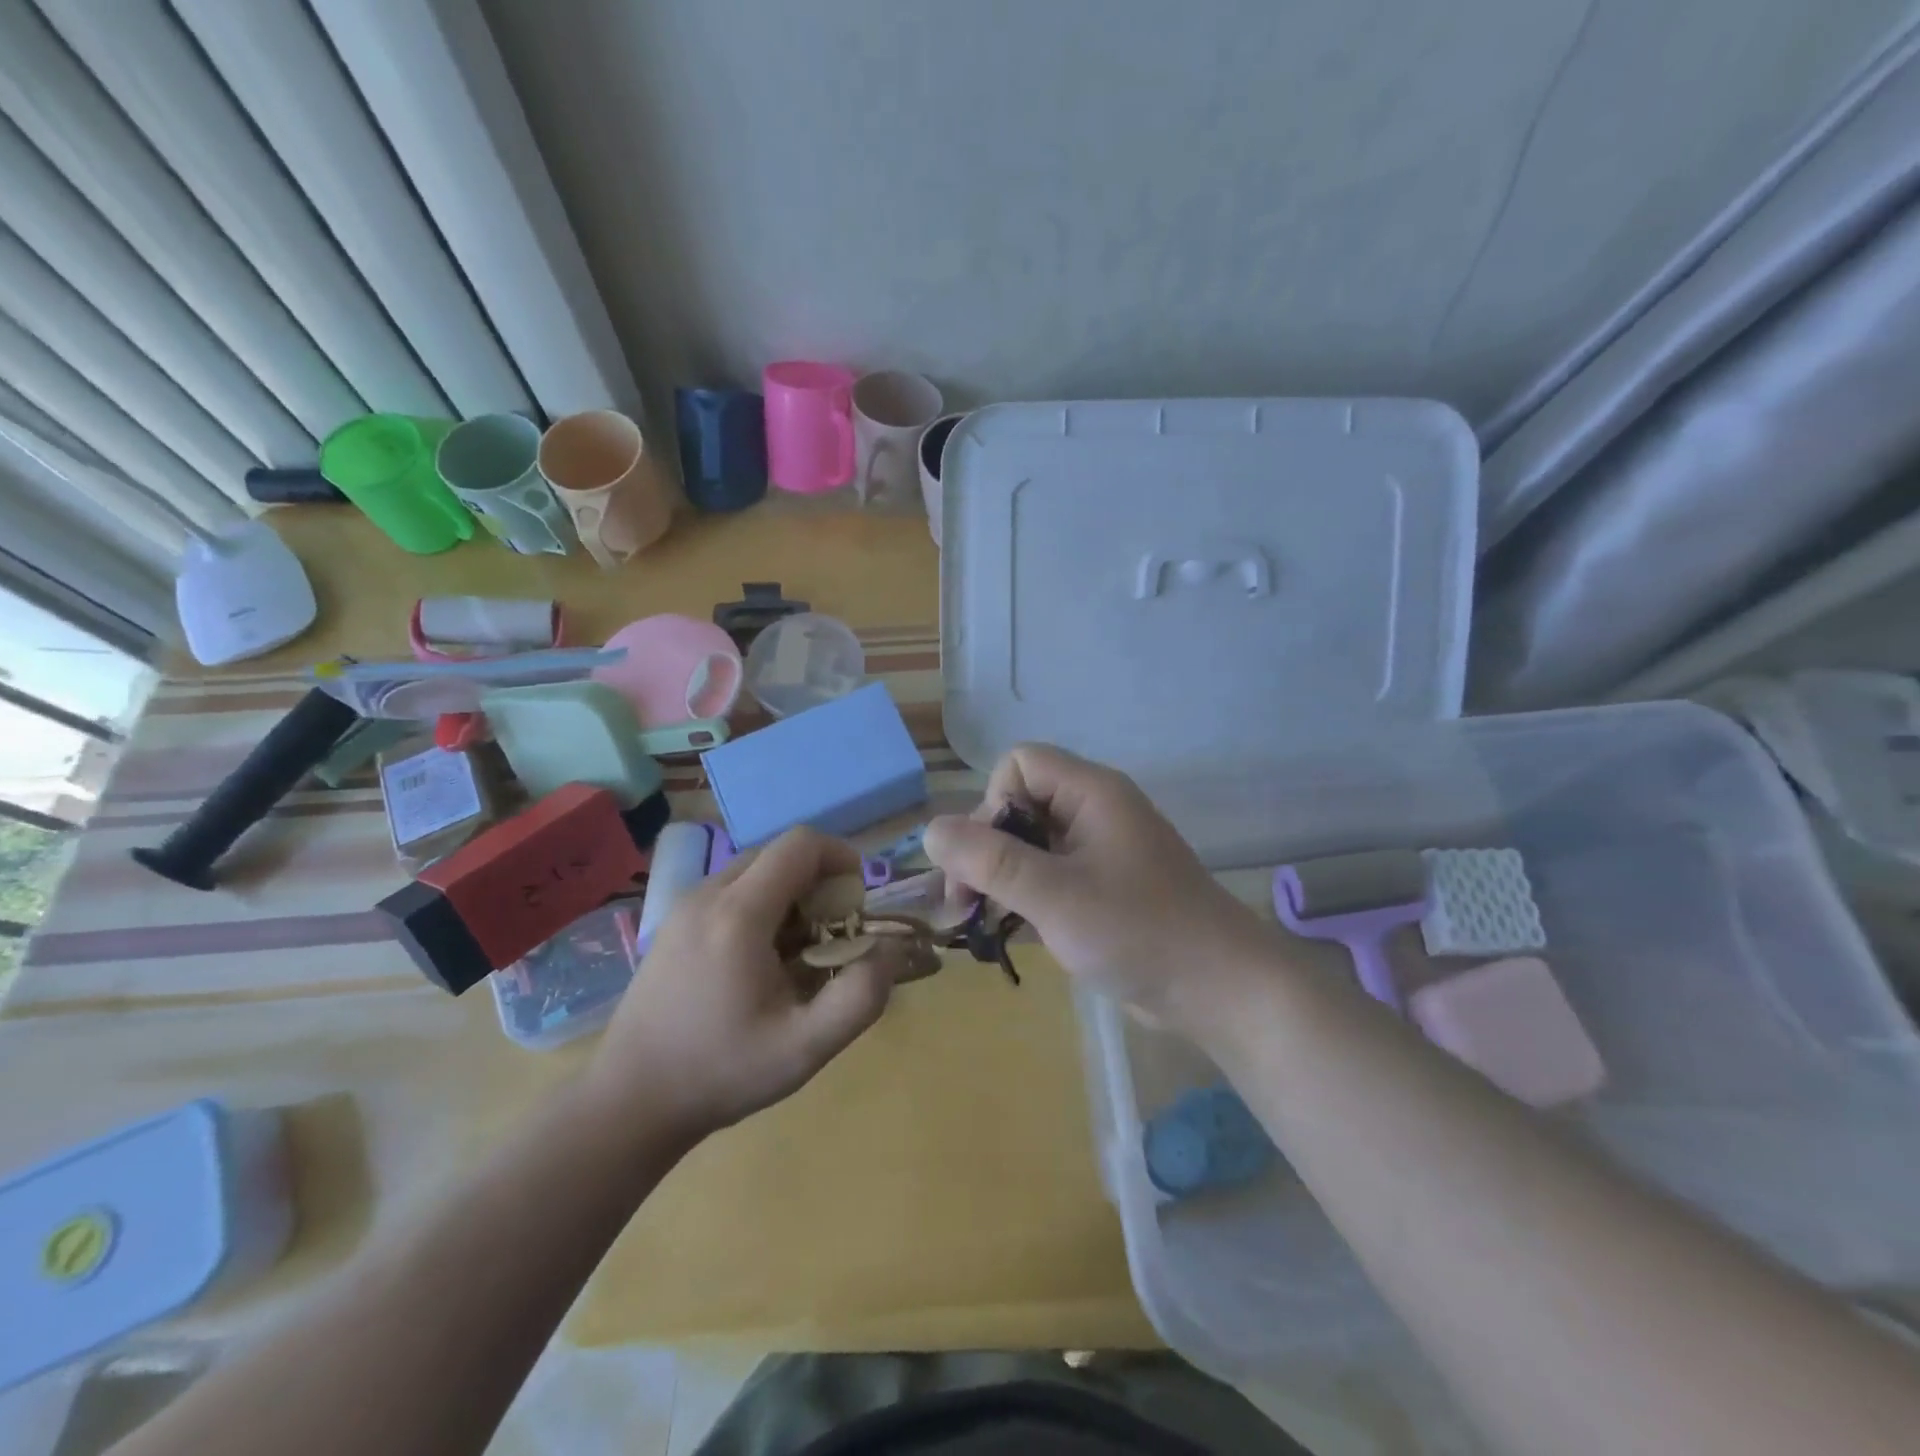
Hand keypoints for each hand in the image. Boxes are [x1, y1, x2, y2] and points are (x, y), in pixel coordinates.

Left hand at [586, 829, 892, 1139]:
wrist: (629, 1102)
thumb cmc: (721, 1072)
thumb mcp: (805, 1048)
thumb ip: (860, 996)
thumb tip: (891, 949)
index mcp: (739, 913)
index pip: (800, 844)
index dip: (841, 857)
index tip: (858, 902)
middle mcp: (708, 895)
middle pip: (778, 853)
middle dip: (818, 880)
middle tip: (833, 932)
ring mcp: (684, 907)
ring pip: (753, 870)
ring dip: (790, 893)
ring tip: (799, 950)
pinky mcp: (673, 924)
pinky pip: (730, 891)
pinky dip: (760, 905)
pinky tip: (759, 960)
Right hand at [924, 744, 1278, 1034]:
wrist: (1220, 989)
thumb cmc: (1139, 932)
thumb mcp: (1055, 896)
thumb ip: (990, 861)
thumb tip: (929, 829)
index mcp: (1091, 793)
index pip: (1020, 763)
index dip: (992, 802)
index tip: (989, 858)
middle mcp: (1095, 812)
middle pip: (1019, 805)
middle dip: (985, 849)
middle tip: (964, 904)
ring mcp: (1101, 852)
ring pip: (1030, 845)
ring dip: (998, 878)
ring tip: (976, 922)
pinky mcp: (1103, 888)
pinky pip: (1049, 876)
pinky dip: (1024, 898)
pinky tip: (1008, 933)